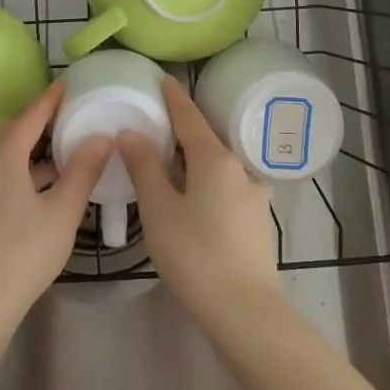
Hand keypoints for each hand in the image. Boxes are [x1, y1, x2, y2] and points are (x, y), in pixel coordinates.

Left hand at [0, 82, 110, 332]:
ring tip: (59, 152)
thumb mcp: (63, 211)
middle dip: (35, 120)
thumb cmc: (25, 254)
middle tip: (65, 118)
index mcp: (2, 157)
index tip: (67, 84)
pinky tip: (40, 187)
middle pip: (9, 130)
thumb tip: (101, 137)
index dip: (50, 99)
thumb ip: (83, 171)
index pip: (30, 116)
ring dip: (26, 147)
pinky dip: (16, 168)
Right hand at [117, 77, 276, 319]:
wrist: (244, 310)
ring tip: (171, 168)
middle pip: (207, 140)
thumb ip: (144, 167)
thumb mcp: (159, 209)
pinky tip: (194, 202)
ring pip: (219, 167)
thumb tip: (131, 132)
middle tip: (158, 126)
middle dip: (184, 132)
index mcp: (216, 159)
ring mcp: (255, 196)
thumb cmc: (194, 254)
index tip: (163, 79)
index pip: (190, 117)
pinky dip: (208, 184)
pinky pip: (228, 189)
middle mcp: (241, 169)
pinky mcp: (258, 221)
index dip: (174, 97)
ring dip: (196, 162)